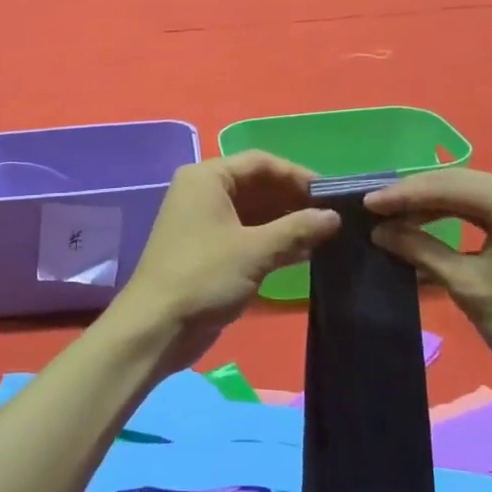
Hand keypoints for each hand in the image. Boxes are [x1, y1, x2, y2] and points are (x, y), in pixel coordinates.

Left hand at [107, 151, 340, 372]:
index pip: (260, 163)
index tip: (331, 194)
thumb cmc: (204, 276)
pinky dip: (273, 240)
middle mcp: (204, 192)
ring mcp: (205, 222)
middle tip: (334, 216)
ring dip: (287, 222)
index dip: (297, 175)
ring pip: (254, 212)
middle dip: (294, 200)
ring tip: (327, 235)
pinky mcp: (209, 250)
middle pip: (258, 185)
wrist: (156, 328)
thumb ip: (297, 229)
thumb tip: (334, 217)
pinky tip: (305, 253)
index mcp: (207, 178)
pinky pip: (247, 234)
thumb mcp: (255, 251)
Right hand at [365, 169, 491, 381]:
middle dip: (415, 195)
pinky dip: (454, 216)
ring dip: (432, 205)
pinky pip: (487, 209)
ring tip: (393, 217)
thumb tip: (380, 231)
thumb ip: (421, 250)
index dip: (405, 194)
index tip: (367, 203)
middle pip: (460, 183)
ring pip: (471, 194)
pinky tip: (425, 224)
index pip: (450, 186)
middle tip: (375, 208)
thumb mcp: (468, 286)